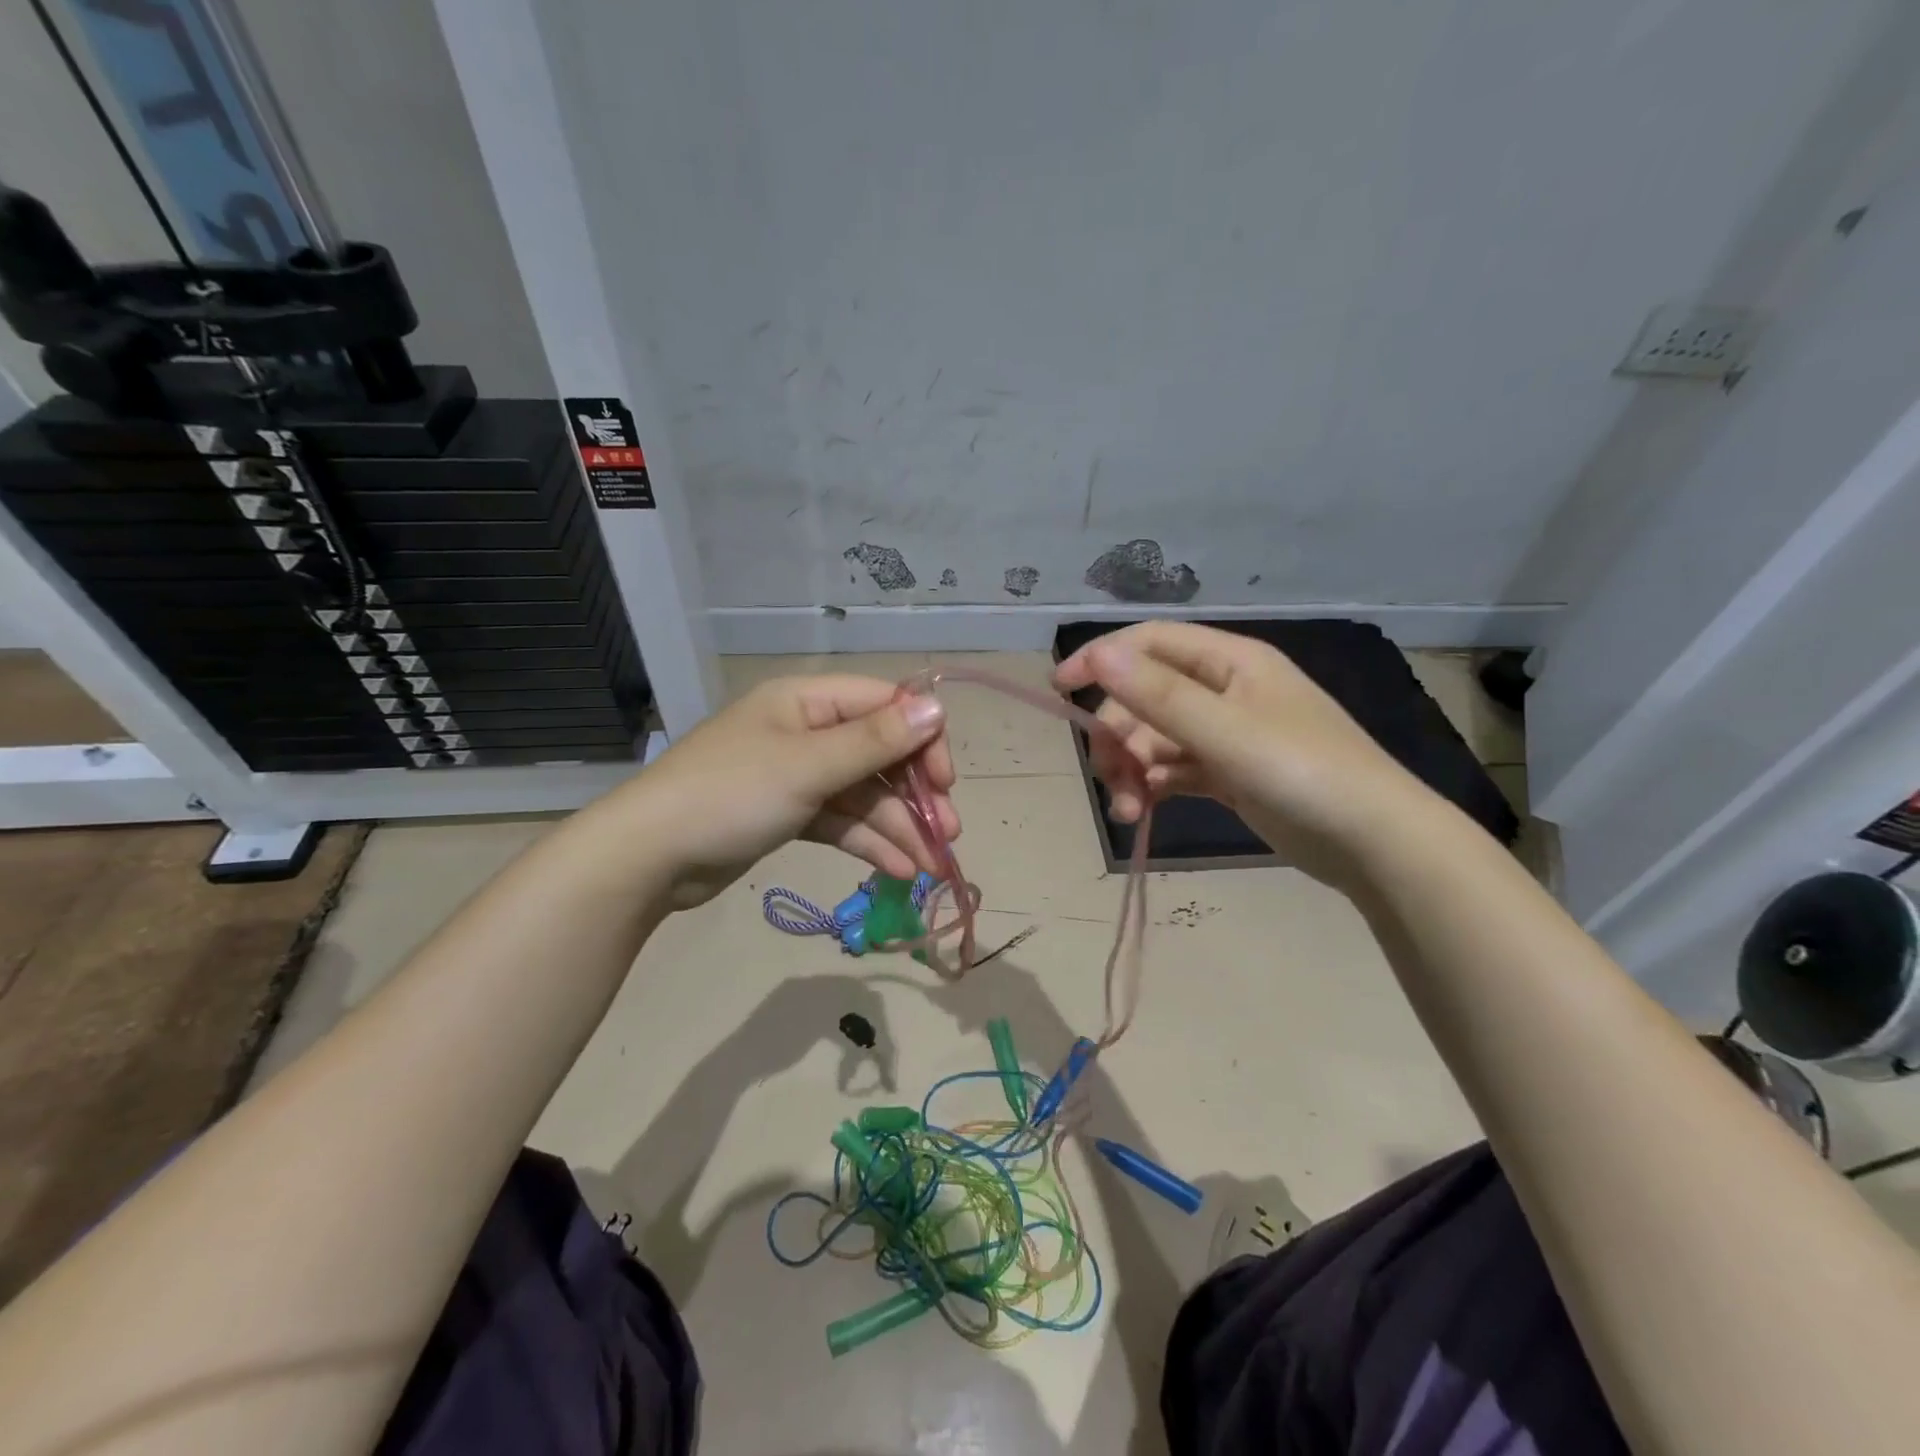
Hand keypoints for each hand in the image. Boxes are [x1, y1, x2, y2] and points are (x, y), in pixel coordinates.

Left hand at [627, 675, 958, 909]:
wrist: (649, 857)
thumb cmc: (731, 795)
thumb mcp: (808, 766)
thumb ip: (875, 741)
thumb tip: (937, 708)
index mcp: (808, 701)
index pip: (884, 706)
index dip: (921, 740)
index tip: (945, 782)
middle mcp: (806, 731)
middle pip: (879, 754)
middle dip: (914, 795)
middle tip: (948, 832)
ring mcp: (798, 775)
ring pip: (863, 795)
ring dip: (898, 827)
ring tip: (930, 866)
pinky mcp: (790, 814)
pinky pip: (841, 821)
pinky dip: (869, 843)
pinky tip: (899, 871)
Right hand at [1053, 622, 1417, 885]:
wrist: (1376, 844)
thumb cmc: (1303, 773)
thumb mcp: (1226, 732)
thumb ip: (1159, 695)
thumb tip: (1098, 654)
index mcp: (1230, 662)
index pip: (1151, 643)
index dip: (1102, 659)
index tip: (1060, 689)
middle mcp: (1225, 690)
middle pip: (1146, 698)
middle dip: (1119, 736)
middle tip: (1107, 776)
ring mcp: (1228, 734)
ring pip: (1157, 739)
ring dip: (1132, 770)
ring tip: (1127, 810)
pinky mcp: (1229, 774)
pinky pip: (1175, 769)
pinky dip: (1154, 787)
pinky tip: (1142, 811)